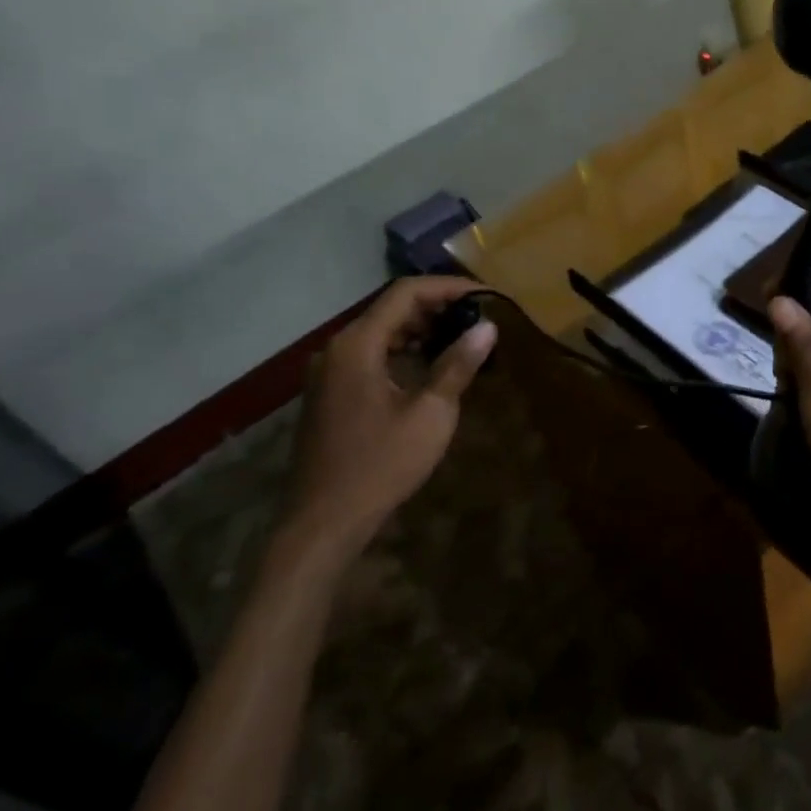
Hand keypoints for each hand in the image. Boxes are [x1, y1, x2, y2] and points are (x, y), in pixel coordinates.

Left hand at [283, 276, 496, 565]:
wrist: (322, 523)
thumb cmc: (380, 464)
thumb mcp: (430, 413)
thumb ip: (457, 364)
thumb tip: (488, 327)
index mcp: (357, 344)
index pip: (406, 293)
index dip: (449, 287)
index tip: (486, 295)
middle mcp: (337, 348)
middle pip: (391, 309)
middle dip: (437, 307)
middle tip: (479, 316)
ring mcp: (329, 372)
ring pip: (380, 332)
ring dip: (420, 330)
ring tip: (462, 338)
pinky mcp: (330, 393)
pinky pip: (370, 355)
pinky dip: (402, 351)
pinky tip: (429, 367)